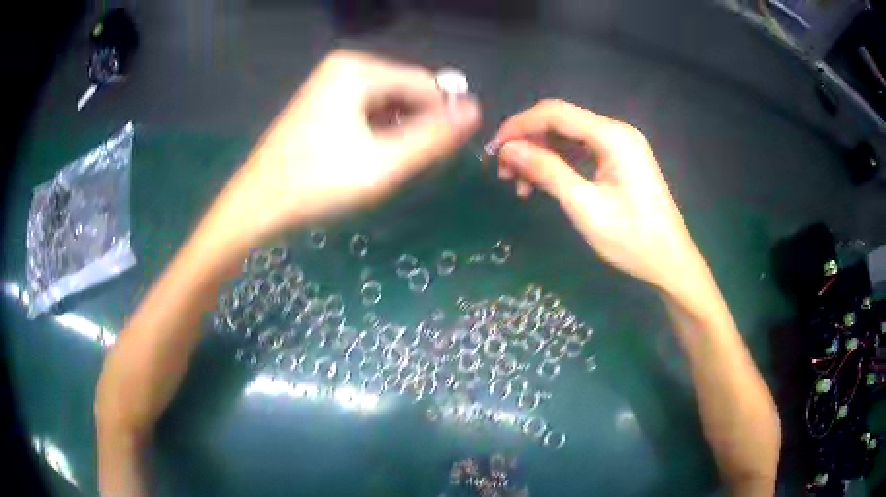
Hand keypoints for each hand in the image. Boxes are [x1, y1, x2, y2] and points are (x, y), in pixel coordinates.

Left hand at [221, 51, 480, 239]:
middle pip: (405, 91)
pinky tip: (368, 158)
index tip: (444, 154)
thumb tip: (475, 110)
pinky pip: (366, 111)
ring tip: (386, 166)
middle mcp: (345, 67)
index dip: (442, 117)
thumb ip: (433, 137)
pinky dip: (377, 133)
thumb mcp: (383, 164)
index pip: (425, 84)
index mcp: (358, 70)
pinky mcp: (322, 101)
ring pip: (387, 103)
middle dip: (415, 126)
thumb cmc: (316, 184)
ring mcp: (330, 83)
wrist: (256, 205)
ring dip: (397, 132)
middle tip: (407, 165)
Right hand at [491, 99, 705, 293]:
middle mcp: (616, 132)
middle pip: (561, 122)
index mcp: (613, 136)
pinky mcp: (620, 161)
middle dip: (528, 142)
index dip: (519, 126)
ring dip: (541, 156)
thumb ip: (547, 171)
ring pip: (568, 138)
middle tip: (504, 173)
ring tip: (520, 186)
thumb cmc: (632, 239)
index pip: (555, 113)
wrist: (670, 263)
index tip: (493, 150)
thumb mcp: (585, 206)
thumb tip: (507, 149)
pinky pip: (581, 153)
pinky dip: (558, 165)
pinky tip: (543, 186)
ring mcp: (620, 146)